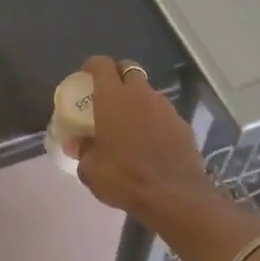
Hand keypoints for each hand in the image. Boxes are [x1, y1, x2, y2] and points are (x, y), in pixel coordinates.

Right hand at [74, 56, 216, 226]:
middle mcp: (141, 95)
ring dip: (137, 101)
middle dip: (117, 77)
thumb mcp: (91, 170)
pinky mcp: (183, 124)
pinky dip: (154, 120)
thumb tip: (77, 143)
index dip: (92, 66)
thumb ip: (83, 150)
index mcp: (113, 98)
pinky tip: (150, 142)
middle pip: (129, 71)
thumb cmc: (125, 178)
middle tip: (107, 97)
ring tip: (129, 124)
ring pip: (148, 93)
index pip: (101, 65)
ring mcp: (166, 108)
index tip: (85, 76)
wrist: (173, 195)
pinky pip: (163, 114)